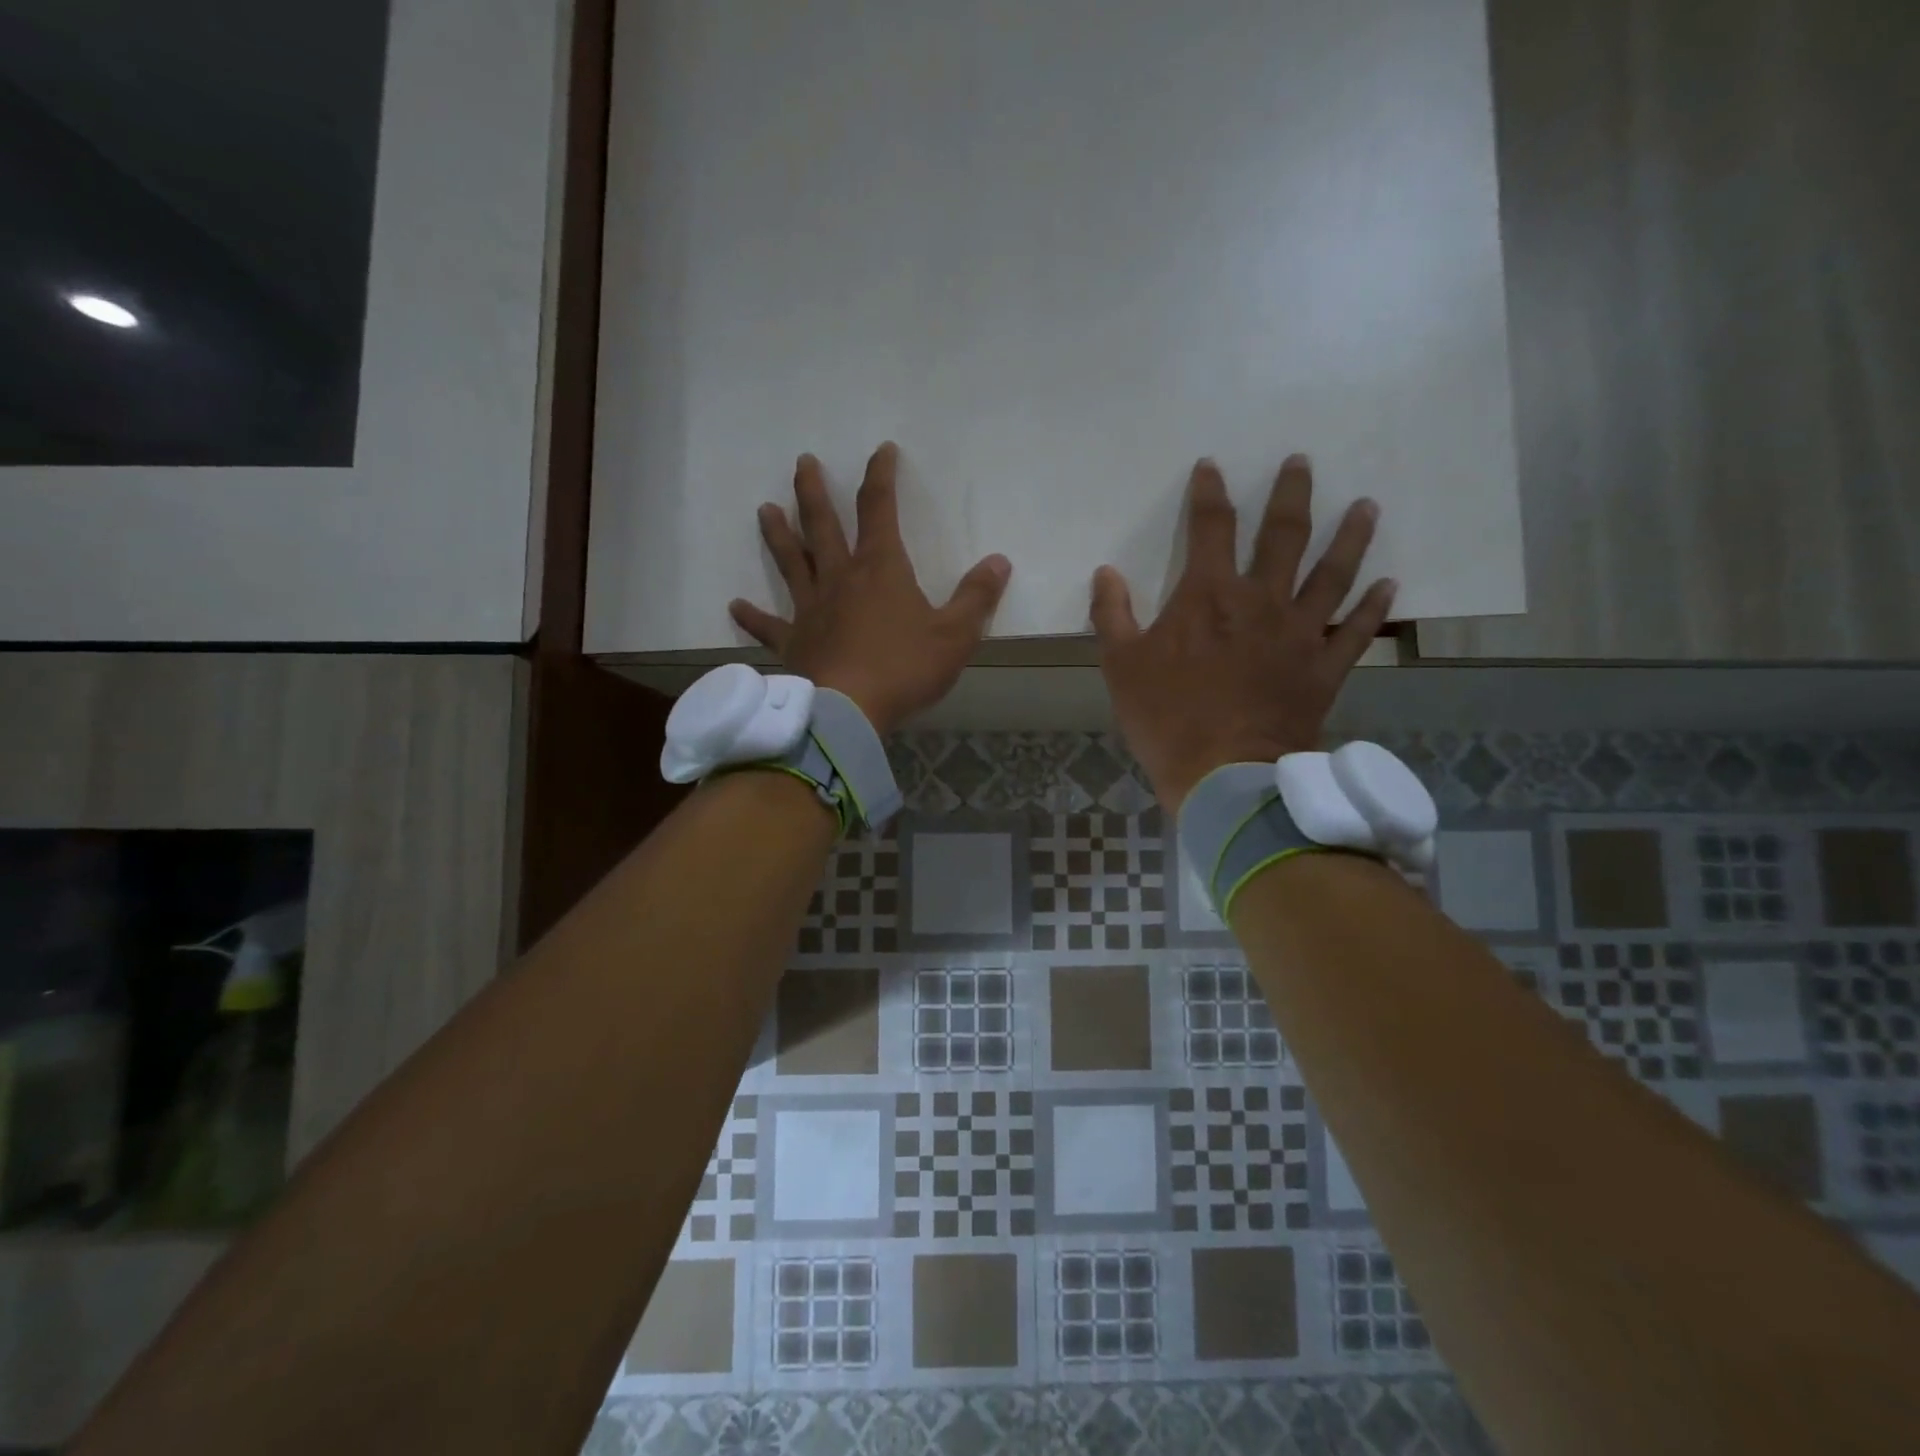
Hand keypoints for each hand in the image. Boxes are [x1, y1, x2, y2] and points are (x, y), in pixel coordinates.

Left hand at [730, 443, 1010, 735]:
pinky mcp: (792, 643)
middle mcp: (839, 579)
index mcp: (880, 569)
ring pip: (791, 563)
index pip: (879, 508)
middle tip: (802, 462)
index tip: (881, 451)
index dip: (881, 476)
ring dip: (778, 535)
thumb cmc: (904, 669)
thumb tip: (999, 561)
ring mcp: (810, 610)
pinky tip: (734, 605)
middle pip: (823, 525)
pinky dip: (752, 616)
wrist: (847, 709)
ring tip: (765, 509)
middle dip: (814, 491)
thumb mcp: (955, 636)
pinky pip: (768, 625)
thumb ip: (977, 597)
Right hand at [1091, 455, 1395, 813]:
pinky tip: (1389, 585)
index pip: (1210, 527)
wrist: (1226, 773)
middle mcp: (1261, 600)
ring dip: (1351, 536)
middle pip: (1283, 535)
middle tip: (1301, 463)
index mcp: (1208, 595)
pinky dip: (1374, 607)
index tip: (1211, 467)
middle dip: (1291, 494)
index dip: (1209, 493)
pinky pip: (1356, 630)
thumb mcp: (1120, 666)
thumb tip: (1106, 573)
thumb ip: (1111, 615)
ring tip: (1367, 506)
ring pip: (1334, 573)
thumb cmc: (1166, 718)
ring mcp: (1300, 632)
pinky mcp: (1325, 668)